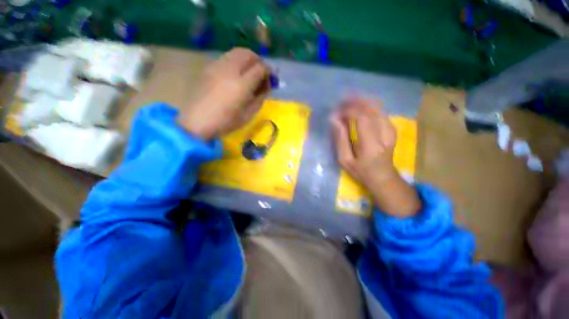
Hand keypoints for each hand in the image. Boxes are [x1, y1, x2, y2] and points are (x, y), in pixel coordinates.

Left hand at [177, 48, 269, 139]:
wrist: (198, 122)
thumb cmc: (226, 122)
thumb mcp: (249, 113)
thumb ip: (260, 97)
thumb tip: (266, 85)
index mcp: (241, 85)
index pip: (260, 68)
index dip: (269, 72)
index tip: (272, 79)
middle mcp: (229, 70)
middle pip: (248, 54)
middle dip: (258, 61)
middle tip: (262, 73)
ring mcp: (217, 66)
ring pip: (236, 52)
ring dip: (247, 59)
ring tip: (249, 73)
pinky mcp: (208, 67)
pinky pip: (226, 57)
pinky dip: (236, 62)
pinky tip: (236, 75)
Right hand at [331, 97, 420, 217]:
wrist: (383, 177)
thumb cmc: (361, 171)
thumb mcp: (345, 160)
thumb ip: (340, 139)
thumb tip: (334, 120)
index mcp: (371, 145)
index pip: (362, 118)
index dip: (348, 110)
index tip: (336, 113)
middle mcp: (385, 134)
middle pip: (372, 108)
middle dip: (355, 102)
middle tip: (341, 101)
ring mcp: (391, 130)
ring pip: (377, 107)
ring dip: (361, 102)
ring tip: (347, 102)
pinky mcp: (392, 128)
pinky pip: (380, 111)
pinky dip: (368, 106)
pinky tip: (358, 107)